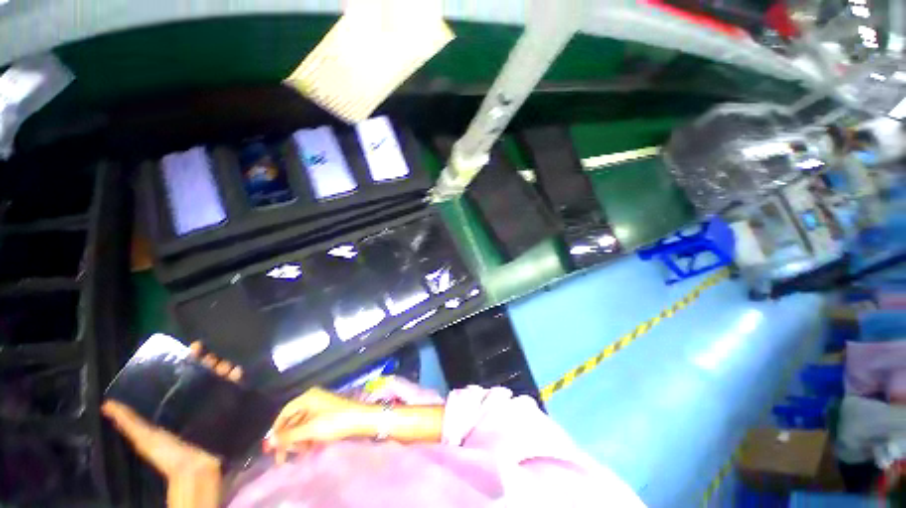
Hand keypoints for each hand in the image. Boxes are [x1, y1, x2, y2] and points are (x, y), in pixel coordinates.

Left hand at [101, 342, 236, 477]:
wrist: (197, 471)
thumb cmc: (169, 454)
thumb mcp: (145, 438)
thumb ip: (129, 422)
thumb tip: (106, 403)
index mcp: (175, 405)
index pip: (180, 377)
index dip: (187, 361)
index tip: (194, 348)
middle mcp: (194, 401)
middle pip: (203, 375)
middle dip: (209, 363)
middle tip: (212, 358)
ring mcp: (213, 405)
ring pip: (220, 380)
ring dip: (224, 369)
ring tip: (226, 365)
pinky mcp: (229, 409)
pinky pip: (235, 390)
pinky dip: (238, 379)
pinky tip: (238, 373)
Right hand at [266, 387, 377, 462]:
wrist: (360, 419)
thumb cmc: (335, 421)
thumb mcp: (310, 430)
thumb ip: (288, 436)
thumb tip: (268, 442)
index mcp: (308, 397)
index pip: (285, 412)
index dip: (276, 430)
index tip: (270, 448)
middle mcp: (313, 399)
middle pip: (292, 420)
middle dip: (287, 439)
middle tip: (282, 459)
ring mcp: (320, 406)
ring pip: (301, 425)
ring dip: (298, 440)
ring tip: (301, 453)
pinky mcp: (327, 414)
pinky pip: (311, 426)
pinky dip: (307, 438)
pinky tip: (308, 449)